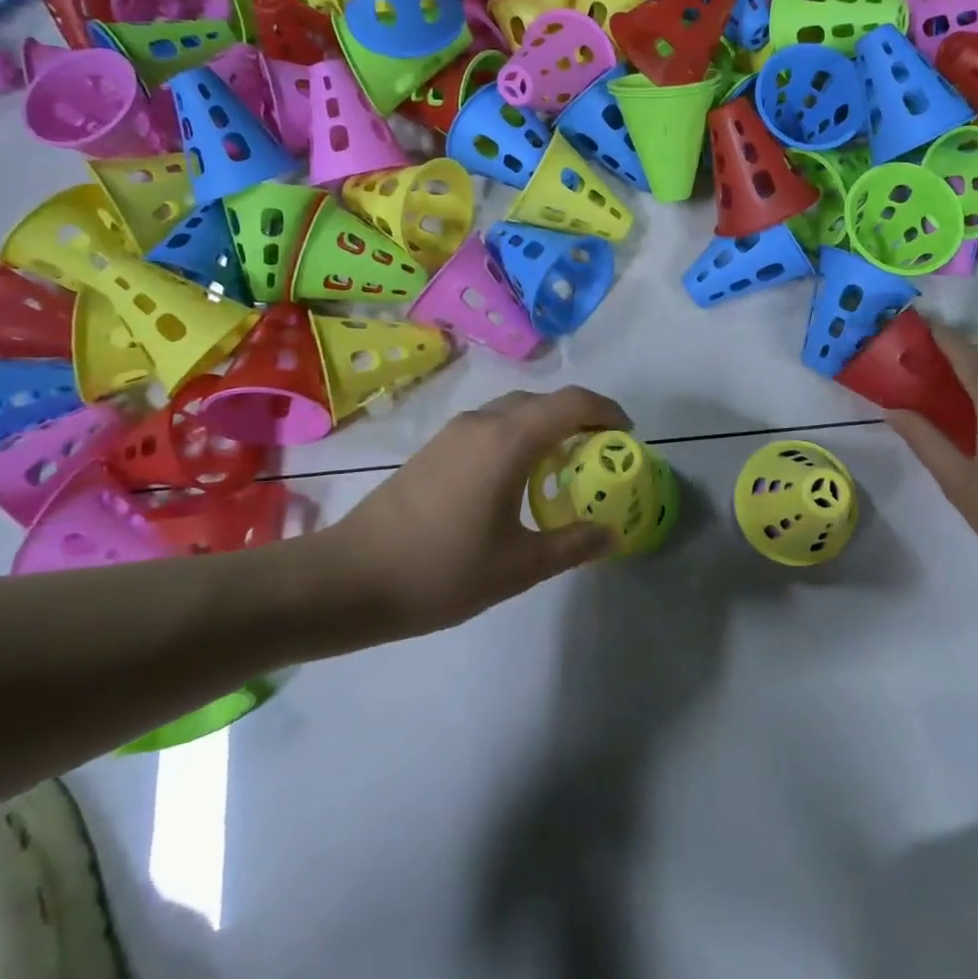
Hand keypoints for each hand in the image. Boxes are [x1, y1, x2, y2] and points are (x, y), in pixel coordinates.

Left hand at [331, 386, 631, 637]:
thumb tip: (611, 533)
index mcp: (509, 441)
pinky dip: (518, 436)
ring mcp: (454, 432)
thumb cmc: (442, 570)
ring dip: (546, 426)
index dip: (607, 411)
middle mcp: (483, 423)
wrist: (351, 577)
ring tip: (562, 467)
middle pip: (544, 401)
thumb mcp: (519, 565)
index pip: (572, 402)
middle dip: (579, 418)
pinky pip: (491, 426)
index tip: (626, 436)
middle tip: (599, 454)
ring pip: (514, 411)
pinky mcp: (434, 447)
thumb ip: (572, 544)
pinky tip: (516, 479)